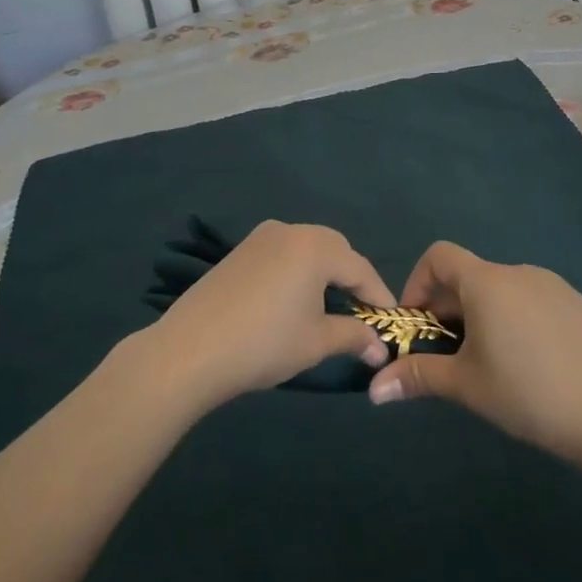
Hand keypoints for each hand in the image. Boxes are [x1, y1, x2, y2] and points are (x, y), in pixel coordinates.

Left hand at [143, 221, 394, 410]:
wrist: (190, 350)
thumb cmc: (264, 343)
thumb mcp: (316, 342)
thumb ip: (354, 337)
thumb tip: (380, 349)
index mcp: (315, 247)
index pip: (360, 268)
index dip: (379, 296)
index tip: (392, 322)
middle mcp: (290, 231)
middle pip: (334, 250)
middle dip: (352, 279)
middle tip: (362, 312)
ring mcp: (260, 238)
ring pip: (307, 249)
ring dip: (324, 273)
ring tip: (330, 307)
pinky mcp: (239, 251)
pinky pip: (282, 254)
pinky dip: (297, 272)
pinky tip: (293, 301)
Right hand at [366, 241, 581, 462]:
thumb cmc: (526, 393)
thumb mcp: (466, 385)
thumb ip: (417, 377)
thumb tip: (373, 390)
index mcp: (486, 282)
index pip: (439, 255)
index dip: (418, 282)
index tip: (418, 322)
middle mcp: (517, 271)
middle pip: (469, 275)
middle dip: (449, 307)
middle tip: (448, 351)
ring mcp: (551, 284)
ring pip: (501, 288)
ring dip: (482, 312)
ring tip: (489, 358)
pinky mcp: (575, 302)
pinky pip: (531, 298)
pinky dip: (516, 316)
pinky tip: (529, 359)